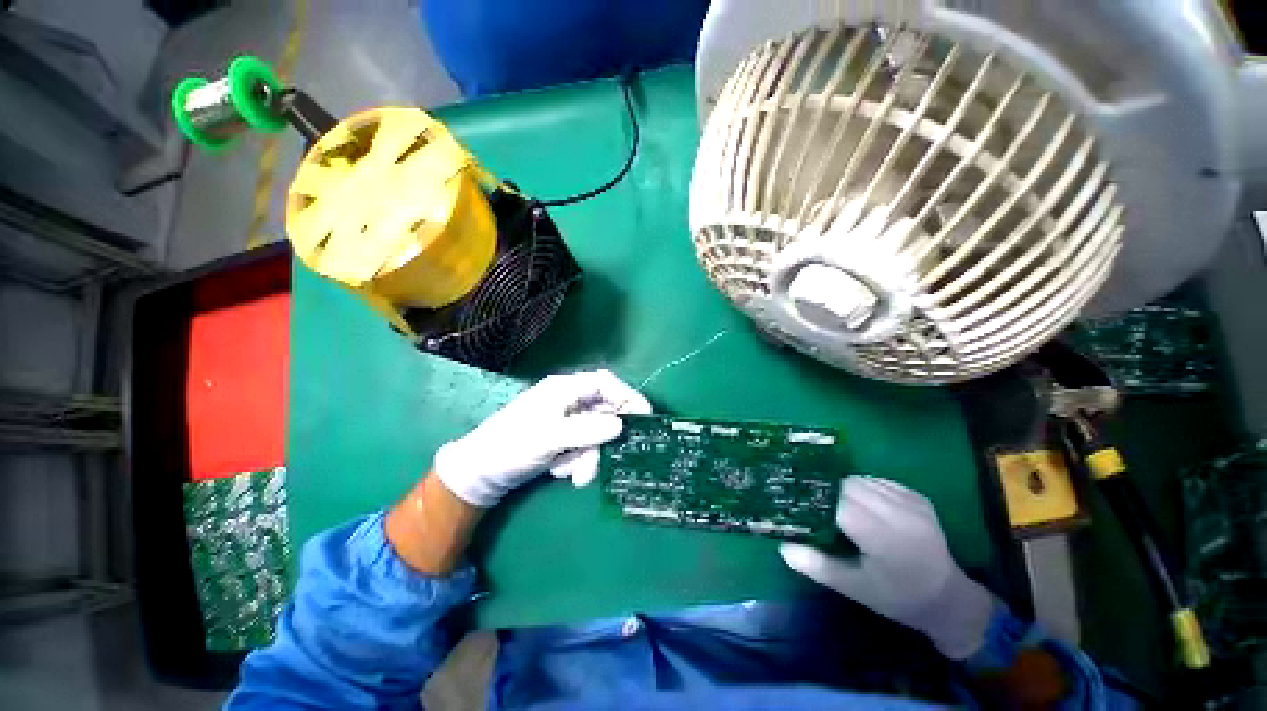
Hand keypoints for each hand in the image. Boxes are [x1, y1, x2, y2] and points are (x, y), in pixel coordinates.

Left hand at [434, 369, 651, 507]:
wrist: (482, 472)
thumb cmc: (512, 445)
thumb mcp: (549, 436)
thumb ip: (586, 430)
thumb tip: (620, 427)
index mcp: (565, 389)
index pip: (605, 383)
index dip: (627, 396)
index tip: (645, 416)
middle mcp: (569, 401)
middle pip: (603, 414)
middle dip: (602, 441)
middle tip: (597, 462)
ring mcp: (567, 421)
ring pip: (595, 436)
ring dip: (587, 457)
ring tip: (568, 474)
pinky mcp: (564, 439)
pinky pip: (584, 448)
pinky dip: (576, 463)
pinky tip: (559, 472)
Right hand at [779, 476, 994, 659]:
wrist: (948, 598)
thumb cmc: (896, 597)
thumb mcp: (853, 588)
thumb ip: (816, 565)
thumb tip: (783, 547)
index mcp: (883, 539)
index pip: (838, 504)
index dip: (816, 500)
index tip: (799, 503)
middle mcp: (899, 514)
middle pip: (848, 486)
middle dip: (828, 492)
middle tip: (816, 505)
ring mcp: (912, 503)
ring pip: (862, 479)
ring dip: (844, 487)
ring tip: (837, 504)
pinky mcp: (918, 497)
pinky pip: (879, 481)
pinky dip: (864, 487)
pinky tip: (862, 503)